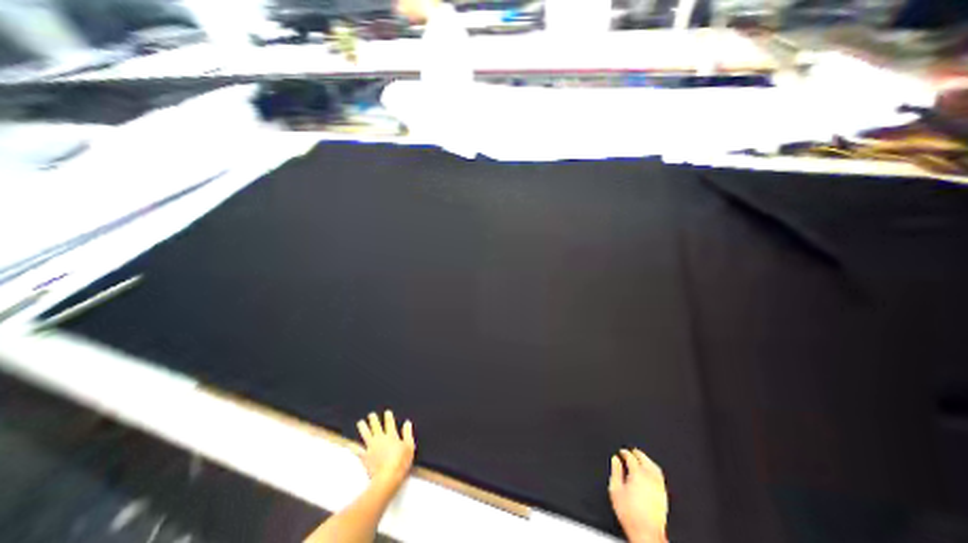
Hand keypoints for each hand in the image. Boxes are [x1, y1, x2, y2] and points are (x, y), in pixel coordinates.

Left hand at [357, 412, 414, 487]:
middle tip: (371, 414)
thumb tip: (407, 422)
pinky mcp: (365, 457)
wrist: (387, 477)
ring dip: (363, 428)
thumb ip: (407, 433)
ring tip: (360, 423)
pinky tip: (349, 444)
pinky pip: (358, 451)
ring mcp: (372, 448)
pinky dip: (353, 447)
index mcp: (392, 436)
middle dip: (373, 420)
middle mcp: (381, 439)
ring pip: (366, 435)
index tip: (386, 412)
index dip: (388, 417)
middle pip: (376, 427)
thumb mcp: (409, 446)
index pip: (390, 424)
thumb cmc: (401, 462)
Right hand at [606, 450, 669, 541]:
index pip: (631, 457)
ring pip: (654, 467)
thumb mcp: (615, 490)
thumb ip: (615, 472)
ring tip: (642, 457)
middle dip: (637, 453)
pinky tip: (651, 472)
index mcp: (637, 474)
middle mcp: (650, 478)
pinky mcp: (664, 495)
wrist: (646, 533)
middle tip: (632, 450)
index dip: (625, 452)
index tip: (621, 452)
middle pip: (644, 459)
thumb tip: (615, 460)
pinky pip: (660, 476)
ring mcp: (658, 486)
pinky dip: (654, 469)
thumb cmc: (630, 514)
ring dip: (647, 460)